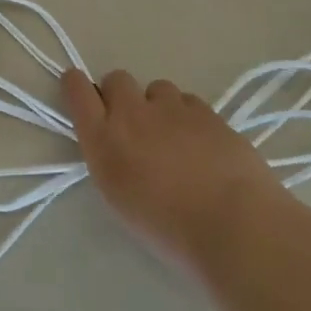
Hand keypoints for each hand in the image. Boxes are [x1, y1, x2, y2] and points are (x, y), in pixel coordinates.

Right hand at [61, 69, 289, 271]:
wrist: (234, 226)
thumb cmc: (170, 230)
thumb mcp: (122, 200)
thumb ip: (111, 159)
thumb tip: (116, 143)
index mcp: (104, 140)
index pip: (77, 89)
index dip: (77, 85)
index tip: (83, 93)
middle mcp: (131, 113)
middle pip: (116, 79)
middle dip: (121, 95)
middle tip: (135, 126)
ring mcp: (171, 107)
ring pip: (156, 89)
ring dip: (159, 106)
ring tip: (175, 139)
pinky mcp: (205, 110)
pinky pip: (188, 101)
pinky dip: (189, 117)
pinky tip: (202, 145)